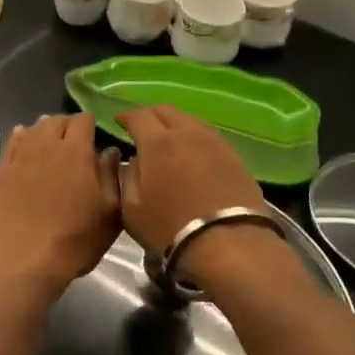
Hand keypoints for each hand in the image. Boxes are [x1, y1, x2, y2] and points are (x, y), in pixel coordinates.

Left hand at [0, 114, 120, 290]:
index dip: (90, 123)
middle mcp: (45, 146)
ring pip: (33, 129)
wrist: (23, 261)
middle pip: (55, 120)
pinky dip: (22, 139)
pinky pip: (12, 144)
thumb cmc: (74, 240)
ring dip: (45, 131)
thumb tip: (110, 151)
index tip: (96, 133)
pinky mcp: (1, 172)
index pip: (83, 120)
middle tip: (75, 140)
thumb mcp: (109, 213)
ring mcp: (19, 157)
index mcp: (75, 151)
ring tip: (52, 143)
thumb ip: (111, 176)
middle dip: (67, 125)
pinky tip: (25, 144)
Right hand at [119, 106, 268, 273]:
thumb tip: (137, 159)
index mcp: (157, 142)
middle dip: (150, 115)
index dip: (126, 116)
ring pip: (190, 120)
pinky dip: (194, 137)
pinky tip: (192, 151)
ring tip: (168, 138)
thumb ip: (129, 177)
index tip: (119, 120)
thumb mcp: (131, 208)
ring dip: (174, 124)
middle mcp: (187, 133)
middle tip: (142, 127)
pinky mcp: (234, 156)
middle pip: (166, 111)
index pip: (138, 116)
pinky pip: (208, 136)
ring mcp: (214, 142)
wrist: (229, 243)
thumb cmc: (170, 228)